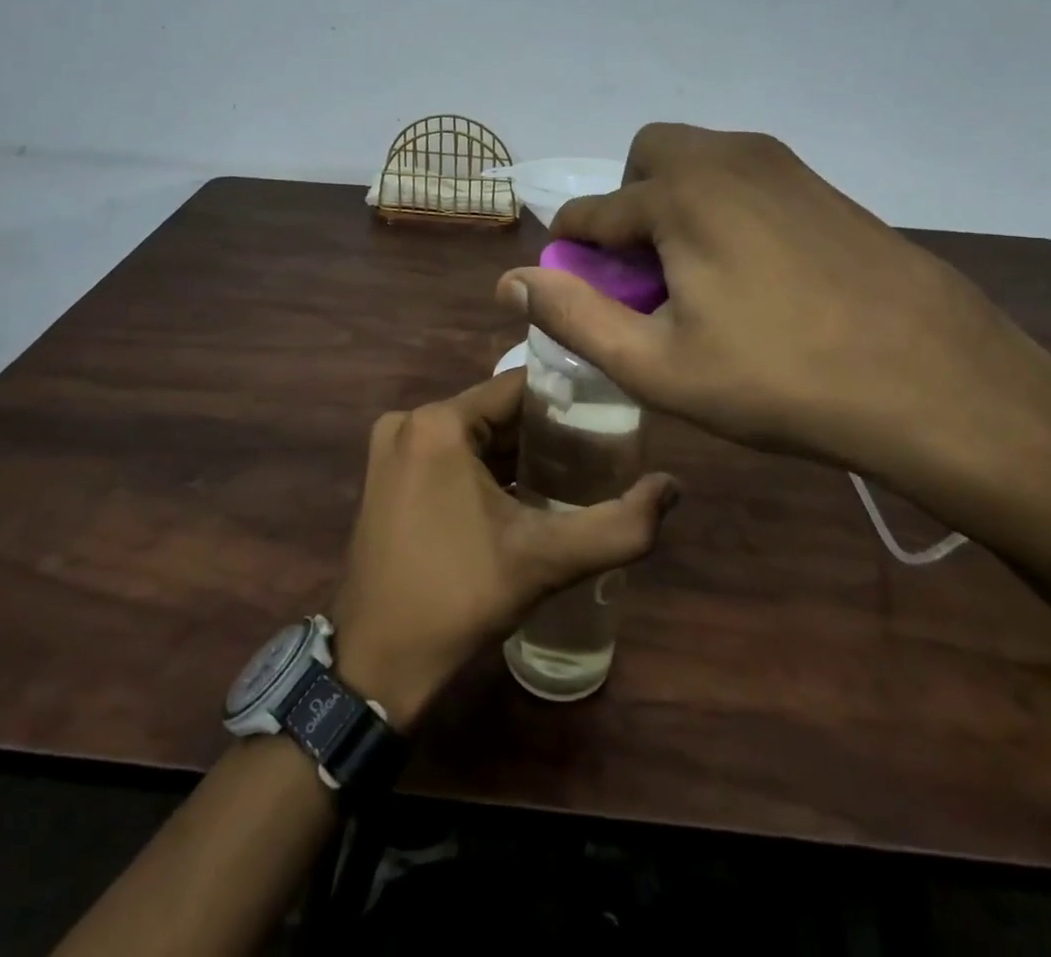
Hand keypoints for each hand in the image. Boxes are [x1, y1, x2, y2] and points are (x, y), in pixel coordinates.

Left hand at [332, 371, 678, 727]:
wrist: (377, 663)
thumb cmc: (459, 598)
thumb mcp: (546, 561)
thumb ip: (620, 526)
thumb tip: (674, 488)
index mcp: (438, 423)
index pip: (519, 388)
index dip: (568, 400)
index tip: (609, 416)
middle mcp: (409, 423)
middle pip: (495, 412)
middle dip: (546, 431)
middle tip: (599, 453)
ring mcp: (391, 449)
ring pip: (473, 434)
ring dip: (517, 452)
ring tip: (572, 473)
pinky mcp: (385, 477)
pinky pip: (448, 455)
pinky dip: (484, 469)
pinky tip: (523, 496)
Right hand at [495, 123, 1050, 513]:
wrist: (936, 381)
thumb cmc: (779, 380)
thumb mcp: (657, 365)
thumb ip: (574, 316)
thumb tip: (509, 282)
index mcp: (678, 194)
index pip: (592, 212)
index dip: (573, 254)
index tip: (577, 293)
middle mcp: (726, 158)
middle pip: (646, 159)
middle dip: (628, 206)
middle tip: (646, 276)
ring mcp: (783, 166)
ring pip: (699, 163)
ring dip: (675, 205)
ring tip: (699, 280)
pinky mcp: (824, 186)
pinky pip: (746, 179)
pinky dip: (723, 209)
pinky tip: (755, 276)